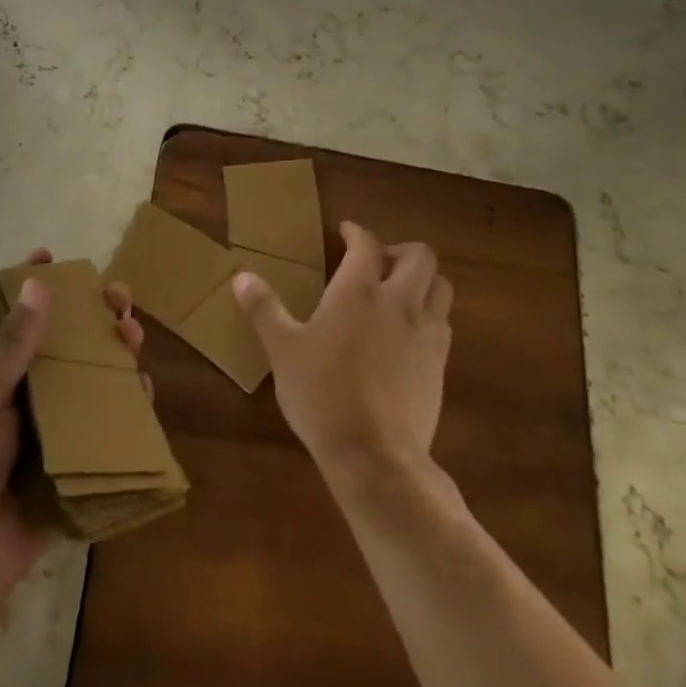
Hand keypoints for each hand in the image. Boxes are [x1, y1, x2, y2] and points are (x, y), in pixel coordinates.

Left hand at [0, 248, 143, 604]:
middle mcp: (29, 392)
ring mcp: (55, 425)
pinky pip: (109, 425)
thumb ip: (11, 345)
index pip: (18, 317)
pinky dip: (129, 406)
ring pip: (93, 378)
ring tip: (133, 336)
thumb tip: (38, 284)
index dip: (35, 285)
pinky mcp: (77, 459)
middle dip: (94, 316)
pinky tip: (144, 388)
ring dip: (116, 354)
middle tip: (119, 298)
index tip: (53, 255)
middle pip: (68, 343)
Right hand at [233, 222, 453, 483]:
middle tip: (377, 261)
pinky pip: (443, 322)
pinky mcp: (440, 363)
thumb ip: (264, 309)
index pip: (366, 244)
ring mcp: (426, 332)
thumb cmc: (322, 394)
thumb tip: (241, 276)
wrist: (375, 455)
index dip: (356, 232)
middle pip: (421, 257)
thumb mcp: (282, 350)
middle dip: (400, 250)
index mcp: (359, 291)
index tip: (346, 231)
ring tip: (399, 292)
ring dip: (423, 279)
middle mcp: (400, 302)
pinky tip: (407, 332)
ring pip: (441, 287)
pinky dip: (429, 313)